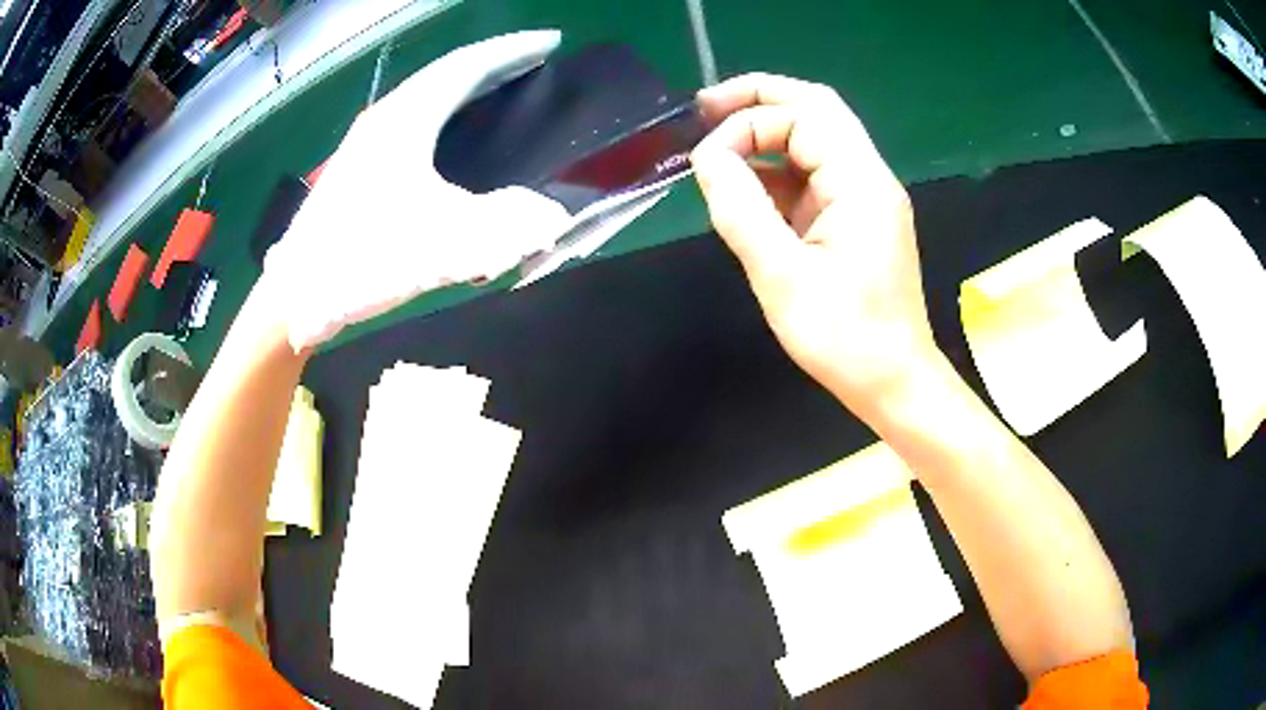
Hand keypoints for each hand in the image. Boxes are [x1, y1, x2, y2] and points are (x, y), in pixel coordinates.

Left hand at [264, 30, 572, 350]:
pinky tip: (455, 139)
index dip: (513, 51)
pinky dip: (446, 117)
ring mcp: (367, 142)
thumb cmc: (364, 259)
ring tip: (502, 93)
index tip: (550, 42)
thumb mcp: (444, 244)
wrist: (297, 296)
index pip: (468, 65)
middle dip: (494, 64)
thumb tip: (551, 214)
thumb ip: (508, 225)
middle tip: (534, 64)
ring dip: (468, 89)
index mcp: (406, 119)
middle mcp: (385, 119)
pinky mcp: (359, 167)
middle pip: (447, 75)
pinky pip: (414, 123)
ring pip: (427, 98)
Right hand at [691, 73, 939, 421]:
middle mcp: (868, 177)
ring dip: (766, 133)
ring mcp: (864, 197)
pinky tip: (745, 185)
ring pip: (814, 139)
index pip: (804, 115)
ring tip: (717, 143)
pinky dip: (776, 170)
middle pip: (816, 109)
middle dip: (759, 100)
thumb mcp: (782, 276)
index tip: (706, 159)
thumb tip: (707, 156)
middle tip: (705, 109)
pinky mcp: (855, 218)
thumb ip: (741, 209)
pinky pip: (813, 175)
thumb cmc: (845, 338)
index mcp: (861, 183)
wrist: (894, 382)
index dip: (748, 124)